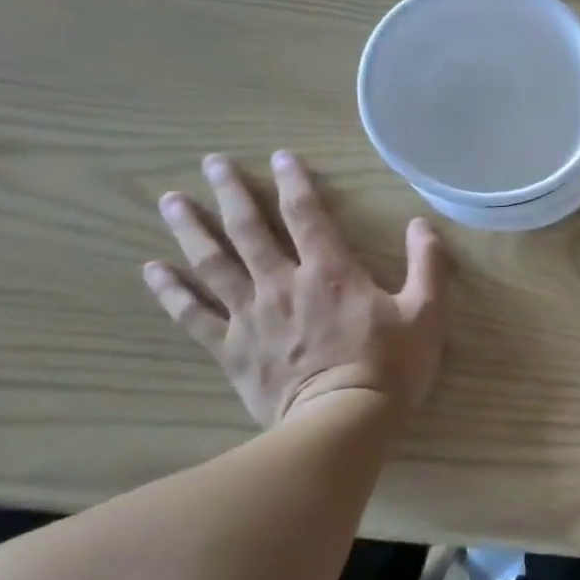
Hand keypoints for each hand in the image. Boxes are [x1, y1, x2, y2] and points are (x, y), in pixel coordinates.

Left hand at [142, 151, 449, 426]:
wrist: (343, 422)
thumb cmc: (391, 366)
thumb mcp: (427, 312)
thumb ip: (427, 265)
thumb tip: (422, 224)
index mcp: (331, 272)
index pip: (307, 215)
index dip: (294, 182)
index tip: (281, 157)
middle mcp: (283, 284)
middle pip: (250, 230)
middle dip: (232, 193)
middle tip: (213, 163)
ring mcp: (251, 316)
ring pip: (213, 264)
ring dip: (191, 229)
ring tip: (170, 201)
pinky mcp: (231, 349)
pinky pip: (193, 315)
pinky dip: (171, 291)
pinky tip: (152, 270)